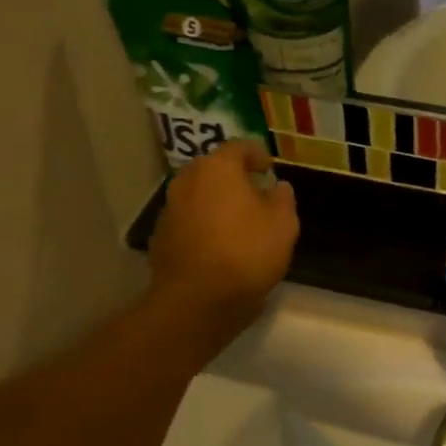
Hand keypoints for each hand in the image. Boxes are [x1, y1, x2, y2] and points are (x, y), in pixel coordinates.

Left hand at [148, 141, 299, 351]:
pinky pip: (188, 220)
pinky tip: (218, 243)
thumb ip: (283, 200)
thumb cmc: (247, 252)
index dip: (257, 154)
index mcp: (218, 168)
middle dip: (233, 176)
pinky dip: (203, 224)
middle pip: (213, 168)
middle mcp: (188, 180)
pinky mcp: (161, 236)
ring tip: (237, 220)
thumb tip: (278, 187)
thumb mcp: (283, 225)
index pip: (239, 147)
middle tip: (254, 192)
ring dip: (216, 201)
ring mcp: (170, 209)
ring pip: (198, 194)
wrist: (198, 299)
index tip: (269, 168)